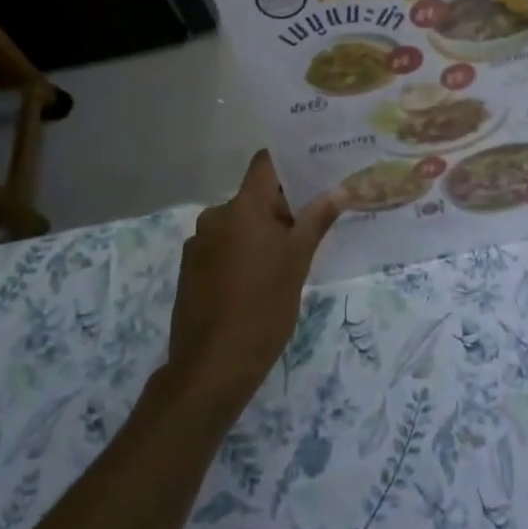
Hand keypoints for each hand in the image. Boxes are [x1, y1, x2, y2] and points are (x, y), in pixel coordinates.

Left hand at [165, 152, 340, 416]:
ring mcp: (198, 243)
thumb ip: (316, 221)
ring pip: (238, 223)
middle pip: (253, 196)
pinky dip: (241, 252)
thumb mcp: (298, 263)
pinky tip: (256, 280)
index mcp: (243, 207)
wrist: (212, 365)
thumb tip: (337, 191)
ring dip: (260, 232)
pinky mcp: (189, 269)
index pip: (265, 163)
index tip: (312, 170)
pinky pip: (222, 246)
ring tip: (286, 258)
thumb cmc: (263, 307)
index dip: (288, 162)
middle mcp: (215, 216)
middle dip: (280, 207)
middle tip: (311, 223)